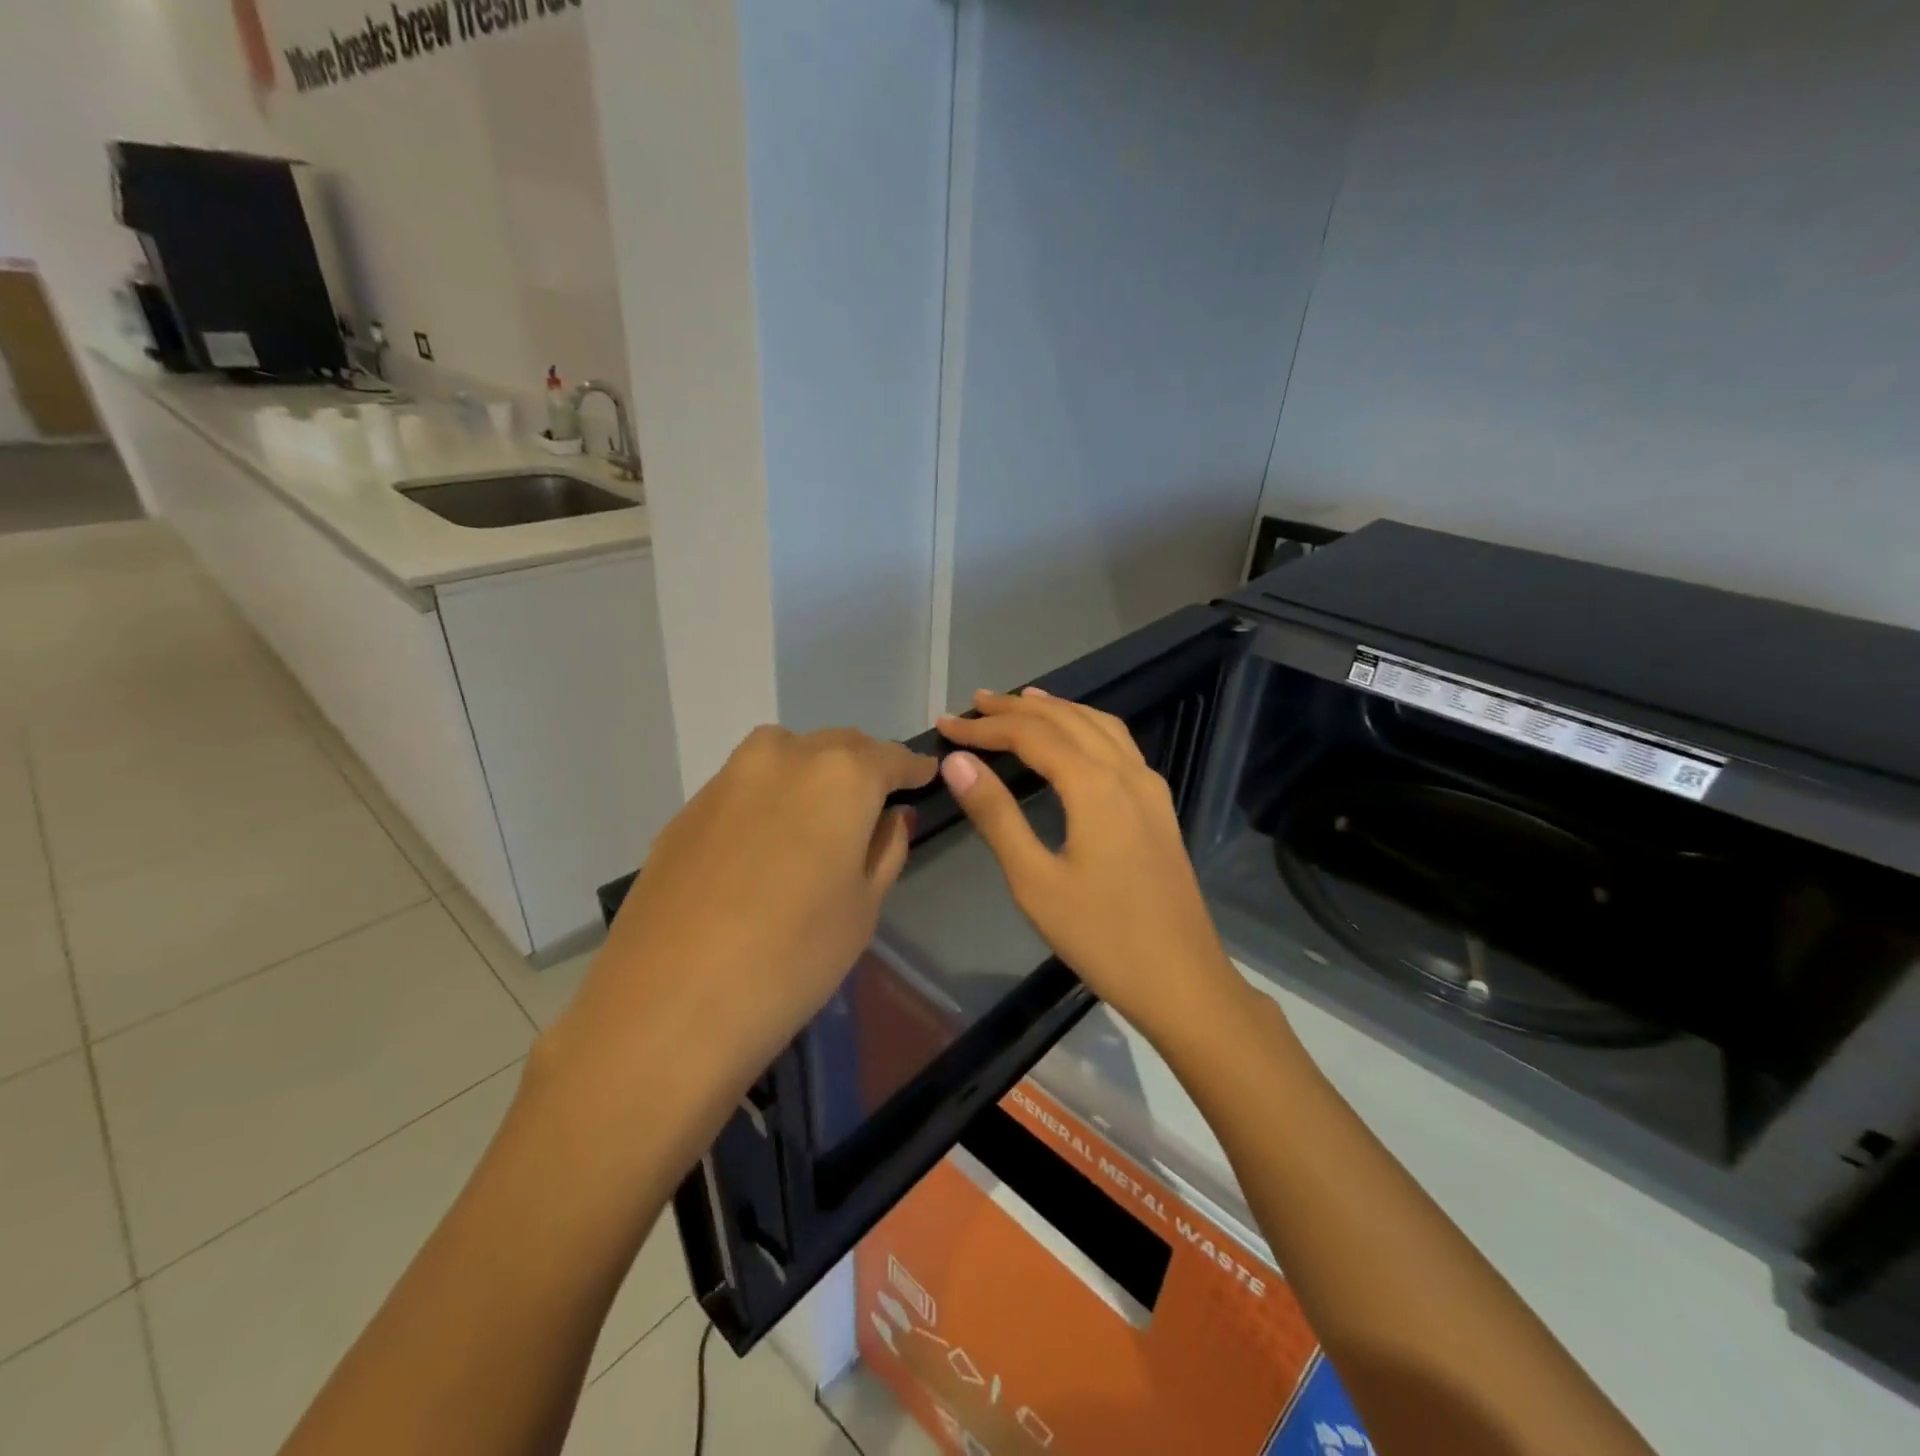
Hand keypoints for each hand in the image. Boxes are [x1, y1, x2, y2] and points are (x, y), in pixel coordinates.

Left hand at [546, 725, 936, 1101]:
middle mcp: (784, 756)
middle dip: (864, 766)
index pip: (890, 757)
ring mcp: (729, 777)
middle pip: (838, 746)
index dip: (913, 768)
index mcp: (841, 775)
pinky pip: (747, 785)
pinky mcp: (688, 808)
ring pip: (787, 755)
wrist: (669, 1005)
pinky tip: (767, 844)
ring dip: (813, 773)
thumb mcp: (863, 907)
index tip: (926, 776)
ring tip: (821, 816)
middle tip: (877, 800)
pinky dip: (770, 798)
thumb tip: (892, 816)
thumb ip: (885, 849)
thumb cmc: (793, 958)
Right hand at [936, 689, 1243, 1041]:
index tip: (945, 725)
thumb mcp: (1035, 881)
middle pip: (1067, 719)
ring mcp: (1149, 787)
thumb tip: (957, 762)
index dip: (985, 727)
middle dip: (1018, 708)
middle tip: (975, 704)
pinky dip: (1087, 727)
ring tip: (1022, 703)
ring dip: (1057, 710)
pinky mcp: (1159, 806)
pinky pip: (1119, 745)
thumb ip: (996, 815)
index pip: (1031, 736)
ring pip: (1099, 726)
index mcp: (1094, 785)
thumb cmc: (1101, 936)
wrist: (1182, 980)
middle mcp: (1126, 772)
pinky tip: (1075, 740)